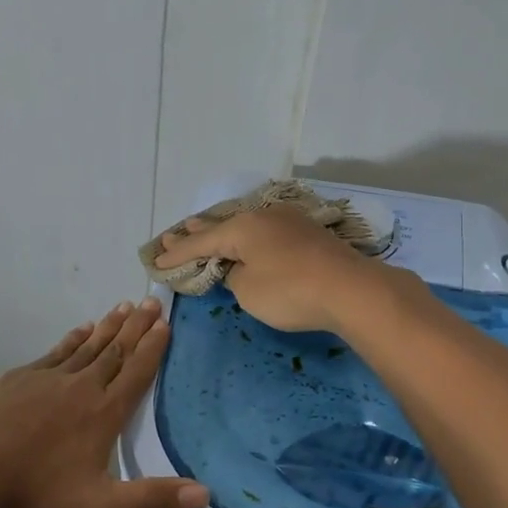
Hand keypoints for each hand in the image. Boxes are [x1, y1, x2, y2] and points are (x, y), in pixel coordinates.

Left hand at [0, 298, 207, 507]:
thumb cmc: (34, 491)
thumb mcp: (98, 507)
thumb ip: (151, 499)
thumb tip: (206, 495)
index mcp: (104, 413)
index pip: (137, 373)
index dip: (153, 347)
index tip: (166, 324)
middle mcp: (83, 386)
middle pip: (116, 350)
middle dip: (137, 327)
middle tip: (153, 302)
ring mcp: (50, 377)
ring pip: (89, 345)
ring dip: (110, 326)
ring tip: (125, 307)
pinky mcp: (23, 376)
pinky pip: (58, 351)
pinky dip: (74, 338)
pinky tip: (81, 329)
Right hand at [154, 206, 398, 333]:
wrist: (351, 289)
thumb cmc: (291, 291)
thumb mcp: (248, 290)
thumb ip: (234, 277)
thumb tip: (238, 268)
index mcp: (241, 228)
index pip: (200, 242)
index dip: (177, 255)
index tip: (156, 261)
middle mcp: (262, 217)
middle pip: (221, 226)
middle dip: (196, 233)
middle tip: (174, 235)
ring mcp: (288, 221)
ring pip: (245, 225)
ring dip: (223, 231)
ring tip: (203, 228)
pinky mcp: (307, 233)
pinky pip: (264, 231)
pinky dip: (247, 236)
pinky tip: (248, 237)